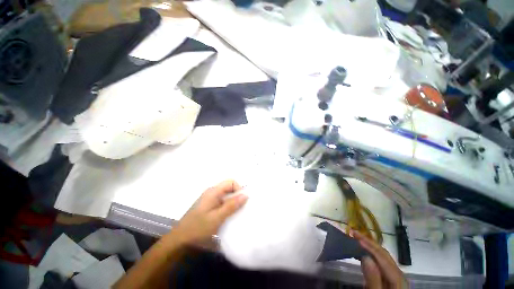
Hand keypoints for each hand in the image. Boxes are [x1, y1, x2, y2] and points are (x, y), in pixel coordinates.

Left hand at [170, 180, 247, 245]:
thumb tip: (246, 195)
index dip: (238, 189)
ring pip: (227, 195)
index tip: (242, 201)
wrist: (180, 240)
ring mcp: (210, 199)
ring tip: (236, 213)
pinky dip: (228, 207)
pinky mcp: (210, 206)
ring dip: (233, 202)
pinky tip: (229, 216)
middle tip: (241, 209)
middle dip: (237, 196)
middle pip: (229, 188)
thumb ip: (231, 206)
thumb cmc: (198, 228)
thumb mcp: (217, 218)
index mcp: (213, 191)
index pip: (231, 182)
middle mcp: (212, 192)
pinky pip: (223, 202)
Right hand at [352, 230, 407, 288]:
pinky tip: (361, 251)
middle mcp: (399, 274)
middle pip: (384, 255)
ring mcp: (395, 275)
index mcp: (398, 279)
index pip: (383, 258)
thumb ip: (373, 279)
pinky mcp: (389, 276)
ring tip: (355, 238)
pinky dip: (370, 253)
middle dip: (368, 242)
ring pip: (382, 256)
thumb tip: (366, 258)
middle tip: (354, 232)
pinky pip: (380, 261)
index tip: (356, 237)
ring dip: (368, 246)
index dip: (369, 246)